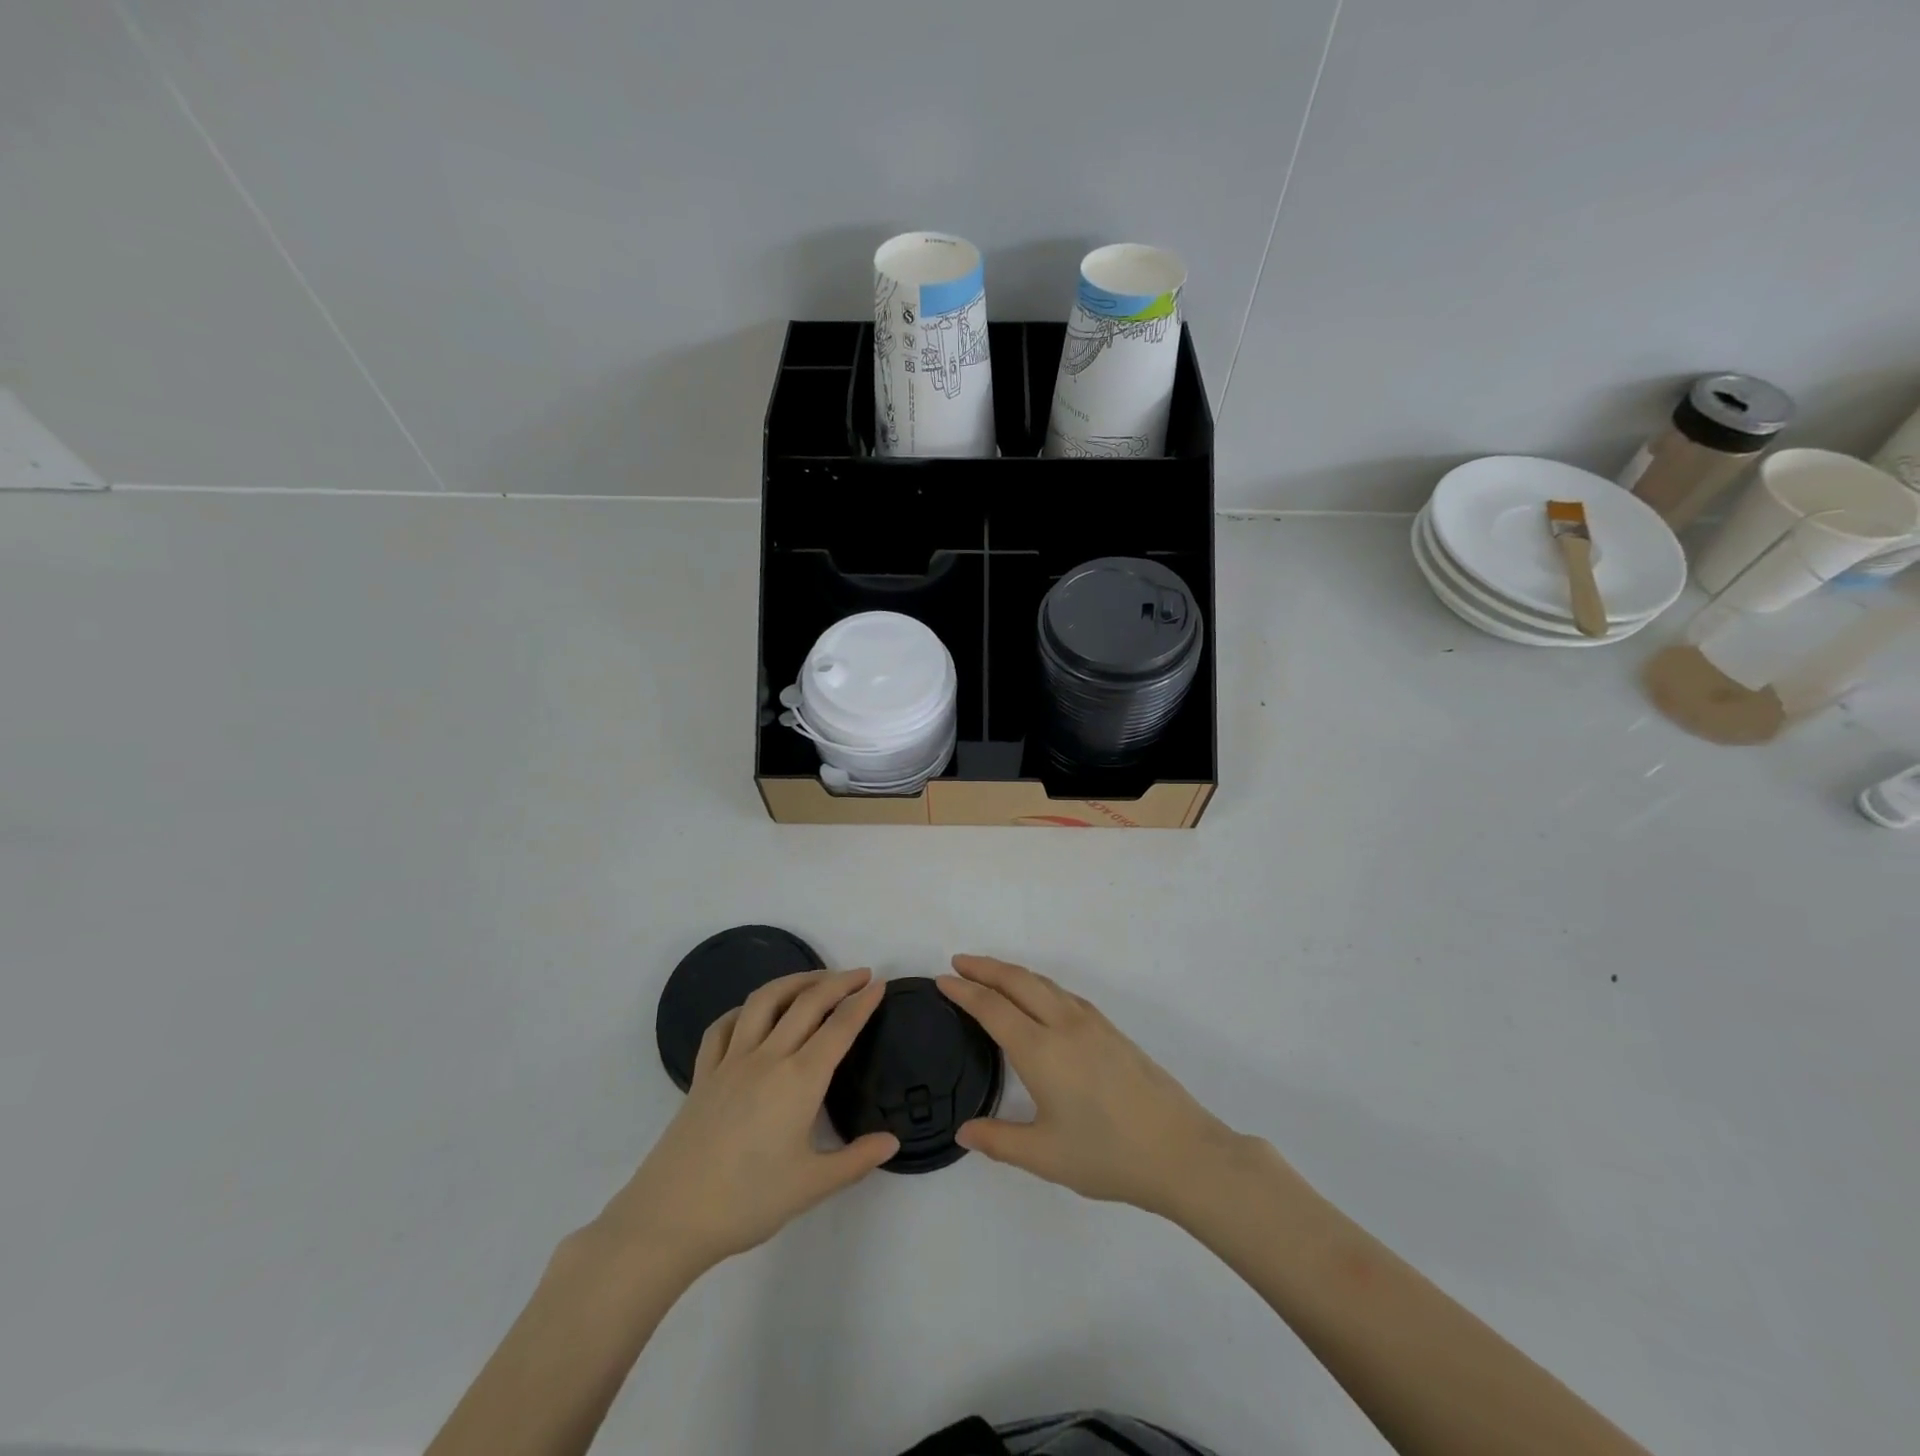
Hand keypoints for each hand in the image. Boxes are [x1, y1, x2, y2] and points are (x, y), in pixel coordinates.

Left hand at [592, 969, 897, 1274]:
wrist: (670, 1217)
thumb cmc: (747, 1202)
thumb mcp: (812, 1186)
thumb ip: (856, 1160)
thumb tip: (892, 1142)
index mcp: (799, 1080)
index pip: (839, 1028)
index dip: (862, 1003)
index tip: (880, 984)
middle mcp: (767, 1057)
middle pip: (806, 1003)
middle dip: (837, 982)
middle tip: (860, 974)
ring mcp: (730, 1061)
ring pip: (764, 1001)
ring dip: (793, 981)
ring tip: (813, 979)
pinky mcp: (702, 1073)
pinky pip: (723, 1027)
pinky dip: (743, 1010)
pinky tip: (752, 1013)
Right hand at [937, 956, 1250, 1220]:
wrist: (1180, 1150)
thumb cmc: (1108, 1155)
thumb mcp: (1044, 1156)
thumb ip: (999, 1140)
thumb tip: (963, 1132)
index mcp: (1041, 1050)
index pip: (992, 1008)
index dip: (964, 992)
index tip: (942, 980)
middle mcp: (1064, 1024)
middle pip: (1017, 981)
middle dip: (985, 967)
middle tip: (958, 962)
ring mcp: (1091, 1023)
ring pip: (1043, 983)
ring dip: (1012, 972)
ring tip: (991, 974)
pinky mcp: (1111, 1030)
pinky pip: (1063, 993)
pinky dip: (1038, 984)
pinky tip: (1038, 998)